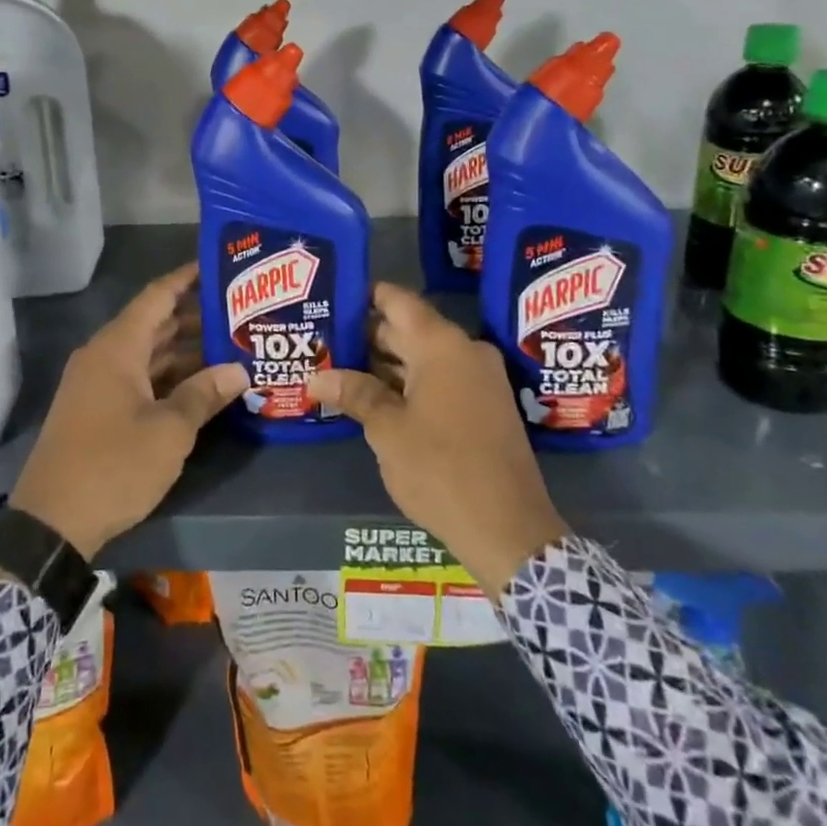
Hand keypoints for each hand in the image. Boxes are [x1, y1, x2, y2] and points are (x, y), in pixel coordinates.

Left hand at [11, 263, 247, 559]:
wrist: (51, 523)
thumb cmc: (114, 465)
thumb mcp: (169, 431)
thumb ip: (205, 394)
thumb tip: (239, 370)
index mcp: (117, 348)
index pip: (156, 296)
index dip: (186, 278)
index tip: (218, 264)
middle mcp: (104, 357)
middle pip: (154, 324)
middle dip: (195, 317)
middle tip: (240, 312)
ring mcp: (98, 385)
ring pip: (148, 354)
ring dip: (184, 351)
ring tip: (230, 347)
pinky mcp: (97, 410)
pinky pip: (138, 379)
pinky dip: (168, 377)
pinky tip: (201, 385)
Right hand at [307, 283, 567, 597]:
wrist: (509, 529)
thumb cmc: (441, 469)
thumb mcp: (387, 430)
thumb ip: (355, 393)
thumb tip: (317, 377)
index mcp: (442, 345)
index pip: (398, 301)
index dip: (365, 296)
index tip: (334, 299)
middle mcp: (466, 351)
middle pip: (410, 328)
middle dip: (368, 336)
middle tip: (326, 342)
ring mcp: (481, 378)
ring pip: (425, 357)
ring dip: (387, 363)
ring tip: (341, 370)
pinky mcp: (487, 405)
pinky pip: (442, 378)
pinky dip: (411, 383)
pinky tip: (377, 398)